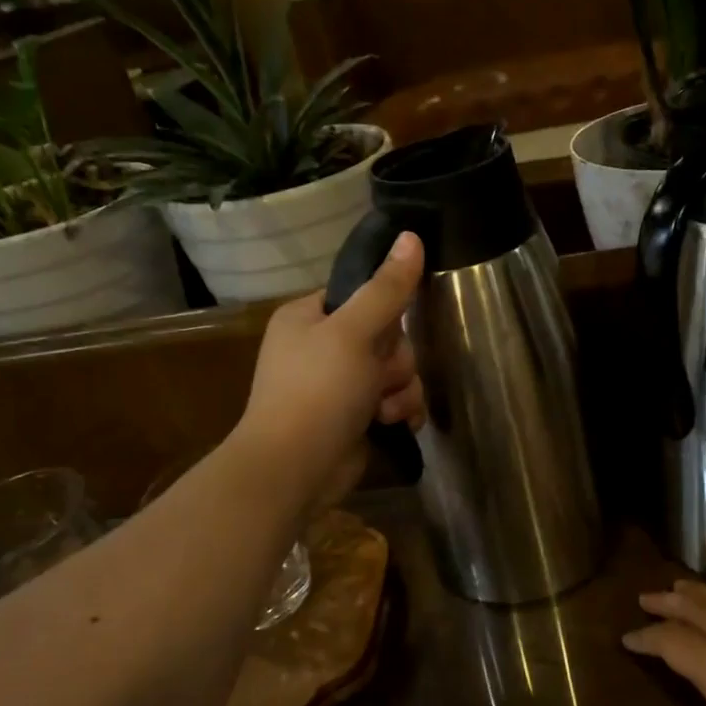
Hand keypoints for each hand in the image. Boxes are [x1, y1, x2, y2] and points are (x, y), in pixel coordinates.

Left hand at [234, 231, 425, 514]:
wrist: (294, 469)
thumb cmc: (317, 391)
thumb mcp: (354, 333)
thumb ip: (387, 288)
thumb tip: (411, 235)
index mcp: (309, 317)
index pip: (363, 295)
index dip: (384, 312)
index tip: (387, 329)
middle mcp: (322, 347)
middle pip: (387, 336)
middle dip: (395, 361)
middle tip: (379, 377)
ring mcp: (338, 385)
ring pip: (396, 371)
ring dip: (400, 390)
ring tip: (383, 409)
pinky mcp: (354, 417)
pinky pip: (394, 400)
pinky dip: (399, 411)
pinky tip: (395, 424)